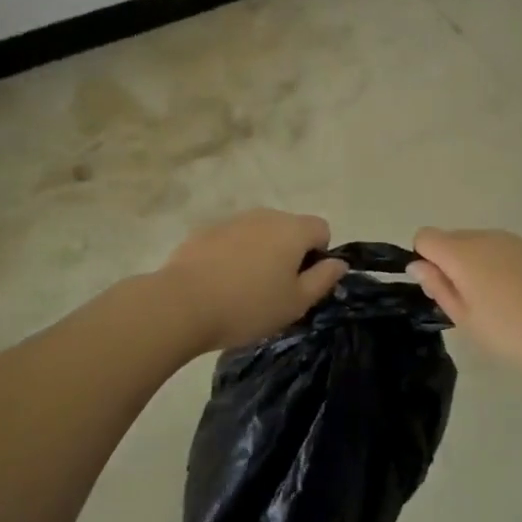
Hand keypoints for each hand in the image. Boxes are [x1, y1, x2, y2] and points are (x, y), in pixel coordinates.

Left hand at [160, 210, 348, 353]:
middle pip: (289, 229)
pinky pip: (232, 239)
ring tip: (244, 290)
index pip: (321, 229)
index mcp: (292, 230)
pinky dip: (233, 255)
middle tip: (275, 291)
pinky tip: (219, 284)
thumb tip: (339, 262)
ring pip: (259, 233)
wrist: (182, 303)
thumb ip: (323, 279)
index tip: (302, 283)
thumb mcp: (296, 303)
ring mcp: (233, 220)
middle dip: (289, 254)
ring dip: (260, 253)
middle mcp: (265, 215)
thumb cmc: (248, 306)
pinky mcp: (205, 231)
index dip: (318, 255)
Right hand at [408, 227, 521, 379]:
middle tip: (471, 305)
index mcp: (462, 253)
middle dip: (452, 265)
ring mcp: (515, 239)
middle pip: (453, 239)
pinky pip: (507, 251)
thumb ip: (439, 288)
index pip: (425, 237)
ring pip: (481, 245)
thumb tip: (417, 265)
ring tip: (500, 305)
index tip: (442, 290)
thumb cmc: (516, 334)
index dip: (426, 261)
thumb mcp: (468, 321)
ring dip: (480, 267)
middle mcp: (485, 236)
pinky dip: (505, 268)